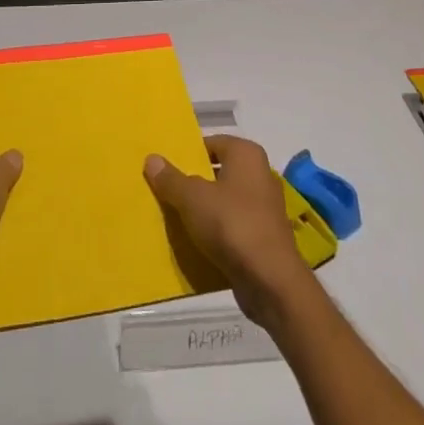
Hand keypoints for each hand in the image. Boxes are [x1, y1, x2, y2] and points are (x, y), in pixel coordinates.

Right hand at [144, 135, 311, 327]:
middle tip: (164, 192)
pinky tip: (193, 243)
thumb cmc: (232, 224)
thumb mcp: (192, 198)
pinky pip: (232, 227)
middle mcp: (259, 174)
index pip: (211, 143)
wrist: (271, 281)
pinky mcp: (263, 237)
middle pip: (217, 173)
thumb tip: (152, 158)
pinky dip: (215, 232)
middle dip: (192, 183)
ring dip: (202, 210)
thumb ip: (171, 178)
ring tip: (173, 218)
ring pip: (223, 202)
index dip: (188, 154)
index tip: (165, 168)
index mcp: (246, 154)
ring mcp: (263, 207)